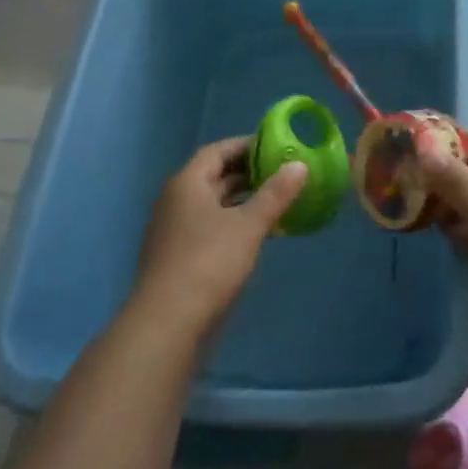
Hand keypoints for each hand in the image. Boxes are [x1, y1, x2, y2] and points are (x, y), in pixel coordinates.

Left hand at [132, 138, 307, 336]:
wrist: (167, 323)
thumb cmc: (209, 262)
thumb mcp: (249, 225)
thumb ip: (275, 193)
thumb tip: (299, 165)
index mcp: (187, 183)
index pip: (217, 151)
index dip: (246, 145)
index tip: (276, 146)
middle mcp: (176, 200)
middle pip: (214, 176)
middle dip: (248, 173)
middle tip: (283, 173)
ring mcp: (174, 230)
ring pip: (213, 204)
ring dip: (243, 200)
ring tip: (278, 201)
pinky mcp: (179, 256)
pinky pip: (210, 227)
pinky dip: (234, 222)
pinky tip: (259, 234)